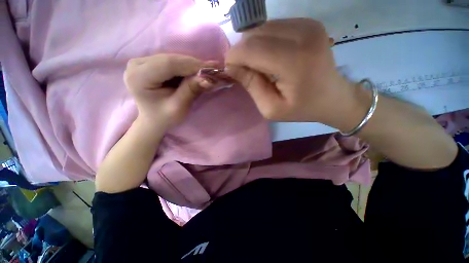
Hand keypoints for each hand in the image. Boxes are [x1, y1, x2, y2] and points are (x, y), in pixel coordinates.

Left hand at [124, 54, 217, 129]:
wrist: (153, 120)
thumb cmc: (164, 118)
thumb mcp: (179, 107)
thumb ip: (191, 90)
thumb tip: (208, 78)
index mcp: (139, 77)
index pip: (169, 64)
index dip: (192, 65)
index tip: (212, 68)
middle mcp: (136, 64)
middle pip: (171, 59)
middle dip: (194, 64)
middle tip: (213, 68)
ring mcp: (141, 61)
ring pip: (173, 58)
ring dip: (192, 64)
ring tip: (208, 70)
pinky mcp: (148, 63)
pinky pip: (171, 61)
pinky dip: (186, 66)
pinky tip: (197, 71)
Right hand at [225, 18, 366, 129]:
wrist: (332, 97)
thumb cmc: (301, 108)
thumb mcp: (271, 108)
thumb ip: (251, 86)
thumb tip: (231, 67)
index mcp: (294, 61)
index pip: (251, 48)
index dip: (234, 57)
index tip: (230, 70)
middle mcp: (302, 34)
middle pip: (255, 34)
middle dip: (242, 52)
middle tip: (246, 71)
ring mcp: (307, 24)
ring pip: (262, 28)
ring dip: (253, 47)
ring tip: (260, 66)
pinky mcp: (307, 22)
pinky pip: (273, 27)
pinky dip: (264, 41)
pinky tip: (271, 57)